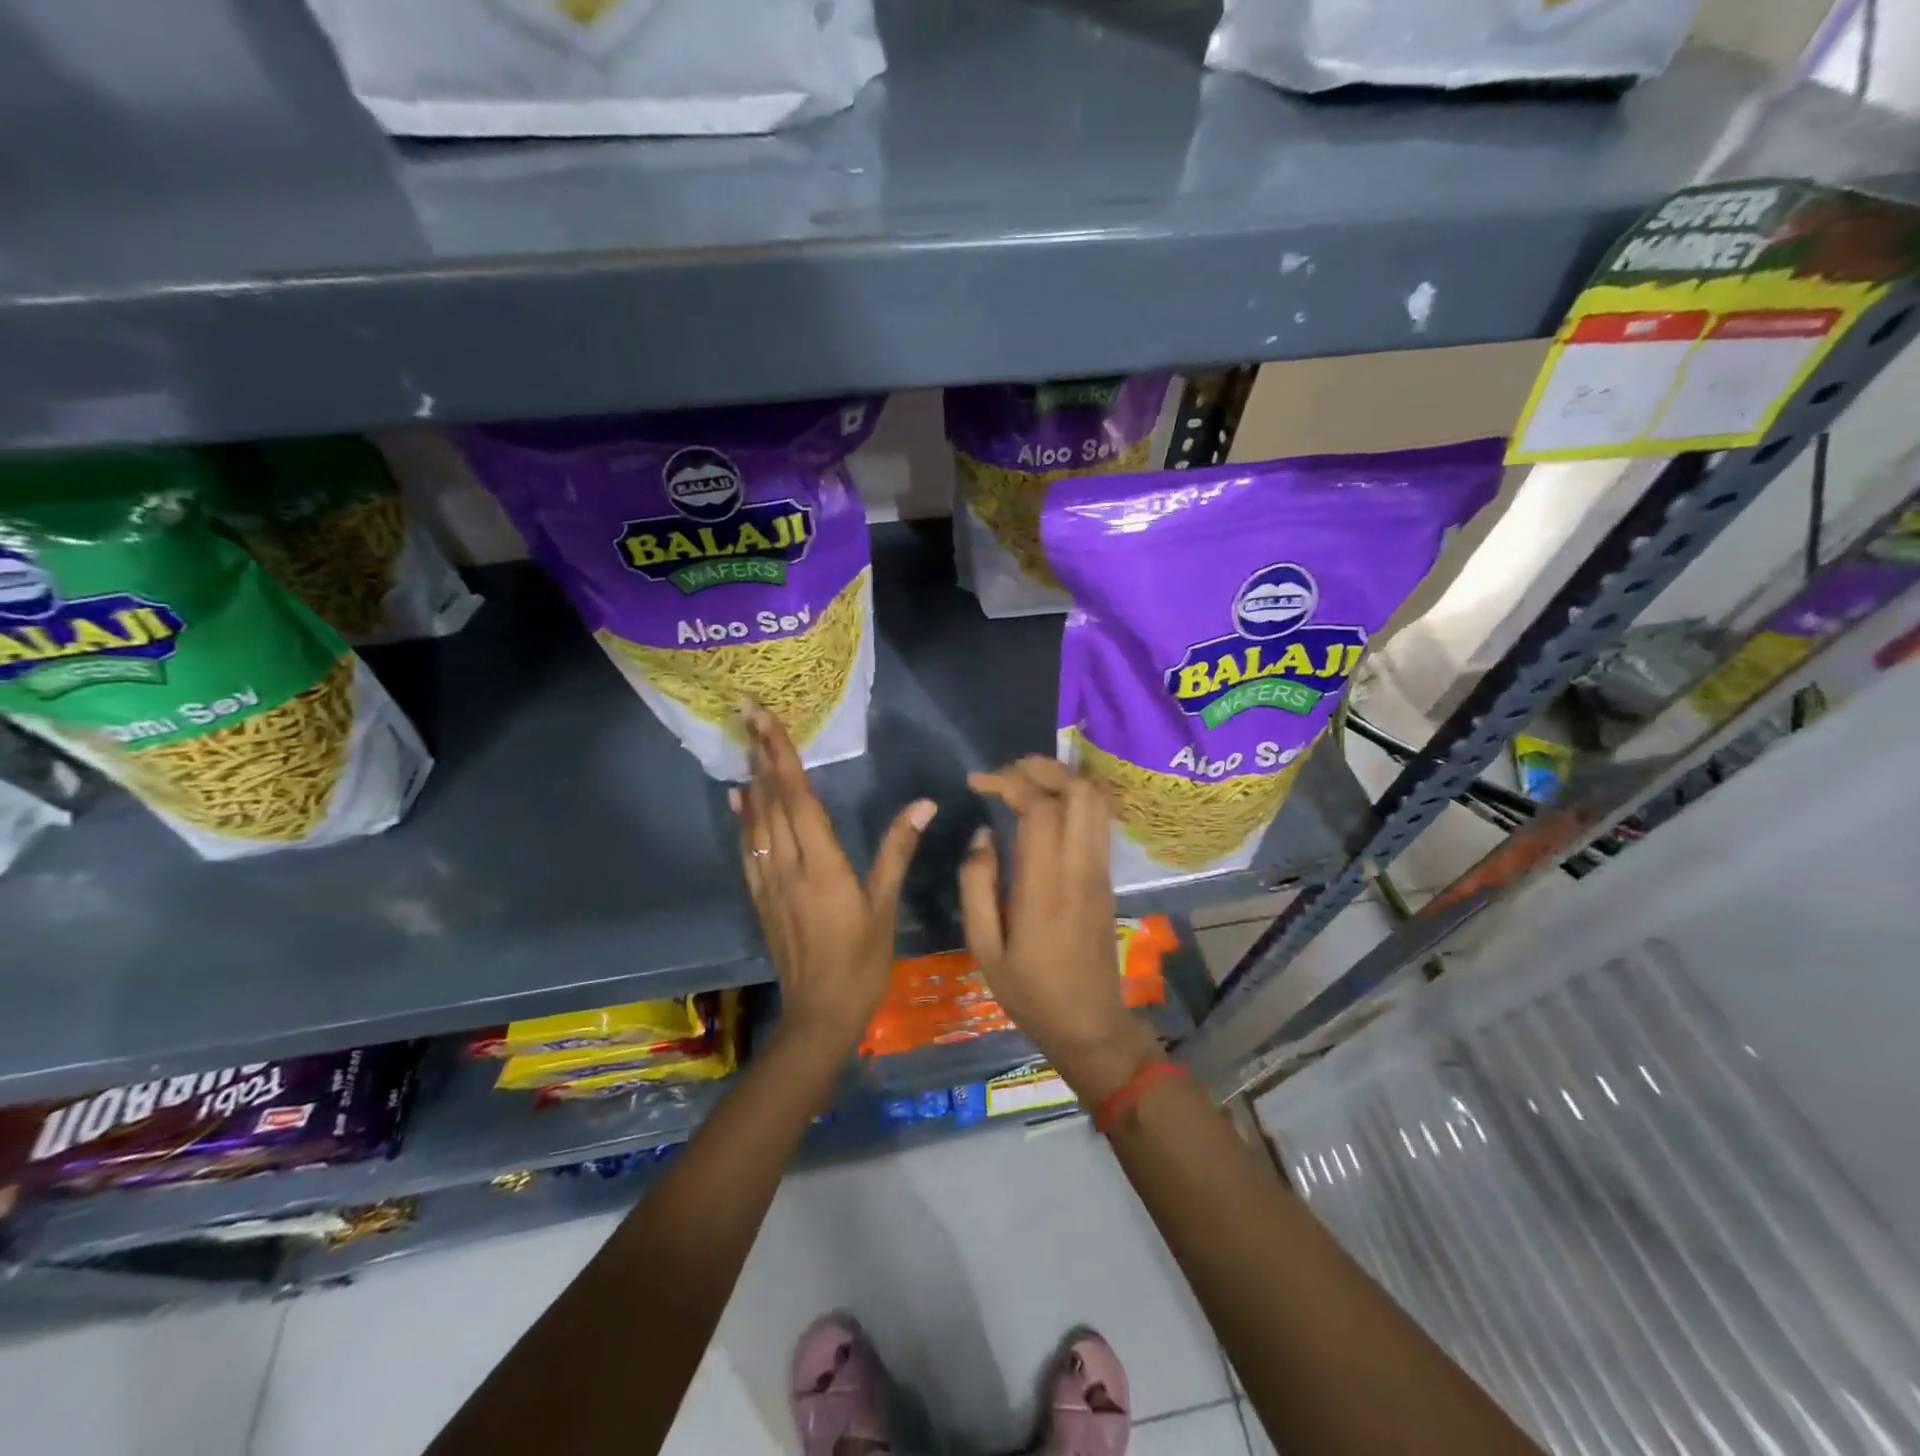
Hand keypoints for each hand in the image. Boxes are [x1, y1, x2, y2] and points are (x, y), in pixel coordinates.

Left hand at [732, 702, 934, 1050]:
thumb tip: (924, 804)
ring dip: (752, 779)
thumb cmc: (862, 959)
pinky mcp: (761, 897)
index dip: (780, 754)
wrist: (820, 1013)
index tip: (764, 719)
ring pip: (756, 820)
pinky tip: (739, 801)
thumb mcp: (885, 904)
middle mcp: (787, 865)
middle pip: (770, 799)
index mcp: (820, 863)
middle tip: (748, 712)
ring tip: (746, 744)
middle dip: (760, 753)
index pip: (797, 796)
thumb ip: (898, 849)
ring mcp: (768, 881)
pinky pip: (748, 848)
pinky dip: (743, 819)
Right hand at [962, 756, 1160, 1102]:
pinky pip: (1098, 821)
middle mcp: (1080, 868)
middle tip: (1006, 772)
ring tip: (1025, 781)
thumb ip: (977, 885)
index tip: (977, 781)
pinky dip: (1075, 798)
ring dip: (1062, 779)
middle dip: (1042, 768)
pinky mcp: (1107, 877)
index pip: (1040, 809)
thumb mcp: (984, 948)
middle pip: (1079, 791)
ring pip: (1096, 802)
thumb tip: (983, 835)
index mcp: (1045, 886)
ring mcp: (1100, 871)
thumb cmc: (1030, 992)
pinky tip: (1049, 806)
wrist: (1090, 1024)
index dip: (1009, 782)